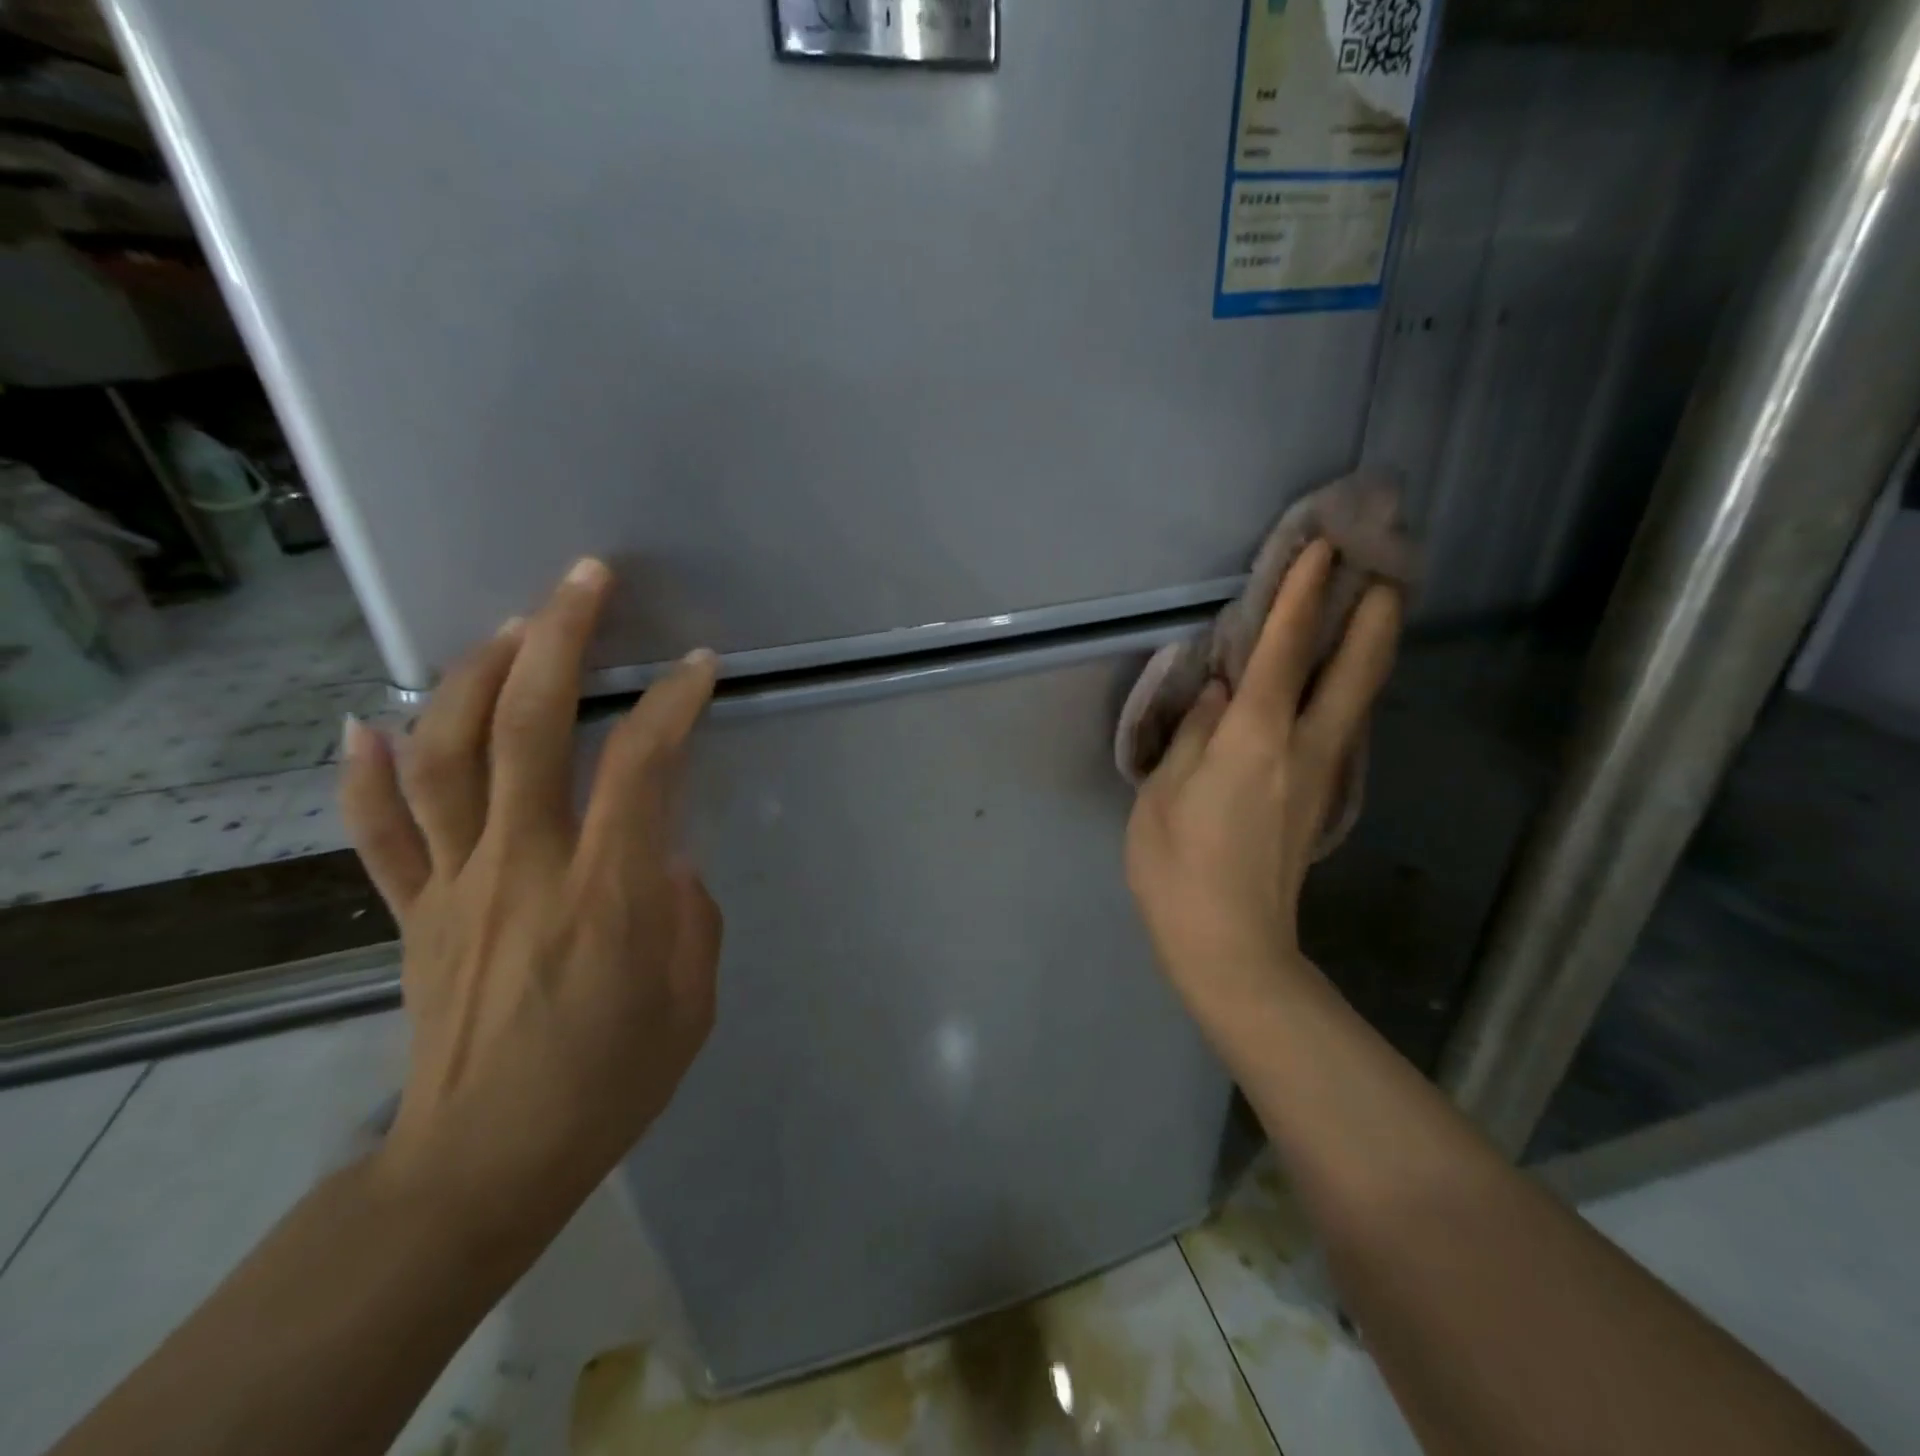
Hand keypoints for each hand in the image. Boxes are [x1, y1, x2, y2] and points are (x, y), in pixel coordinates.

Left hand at [337, 558, 721, 1245]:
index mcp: (605, 891)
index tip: (699, 665)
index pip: (641, 764)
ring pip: (444, 756)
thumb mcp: (692, 1001)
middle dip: (558, 639)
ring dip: (472, 676)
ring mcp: (455, 884)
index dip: (673, 702)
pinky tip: (366, 721)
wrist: (484, 1165)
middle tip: (584, 579)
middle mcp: (523, 865)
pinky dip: (364, 773)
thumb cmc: (609, 1083)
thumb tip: (663, 855)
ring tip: (506, 626)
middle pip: (526, 727)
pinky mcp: (411, 912)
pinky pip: (379, 833)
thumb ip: (688, 913)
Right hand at [1125, 540, 1401, 1029]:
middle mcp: (1303, 747)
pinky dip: (1348, 689)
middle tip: (1387, 569)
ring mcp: (1323, 775)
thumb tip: (1218, 693)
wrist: (1232, 946)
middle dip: (1373, 615)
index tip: (1325, 549)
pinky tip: (1338, 681)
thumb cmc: (1179, 868)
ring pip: (1358, 698)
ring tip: (1372, 610)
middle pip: (1353, 669)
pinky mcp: (1323, 799)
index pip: (1283, 651)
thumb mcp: (1162, 795)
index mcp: (1254, 739)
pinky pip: (1342, 726)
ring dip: (1368, 650)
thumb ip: (1192, 734)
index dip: (1303, 595)